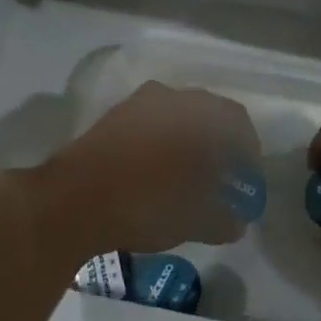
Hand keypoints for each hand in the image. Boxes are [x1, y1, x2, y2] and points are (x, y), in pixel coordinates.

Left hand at [41, 81, 261, 255]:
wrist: (72, 200)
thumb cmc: (147, 203)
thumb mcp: (195, 220)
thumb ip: (224, 218)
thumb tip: (237, 222)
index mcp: (200, 113)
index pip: (239, 123)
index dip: (249, 152)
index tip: (247, 179)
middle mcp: (171, 98)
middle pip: (207, 117)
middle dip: (219, 146)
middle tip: (221, 178)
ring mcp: (137, 105)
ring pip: (176, 119)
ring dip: (188, 144)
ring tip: (188, 178)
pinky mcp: (110, 119)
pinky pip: (149, 127)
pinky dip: (161, 146)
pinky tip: (156, 174)